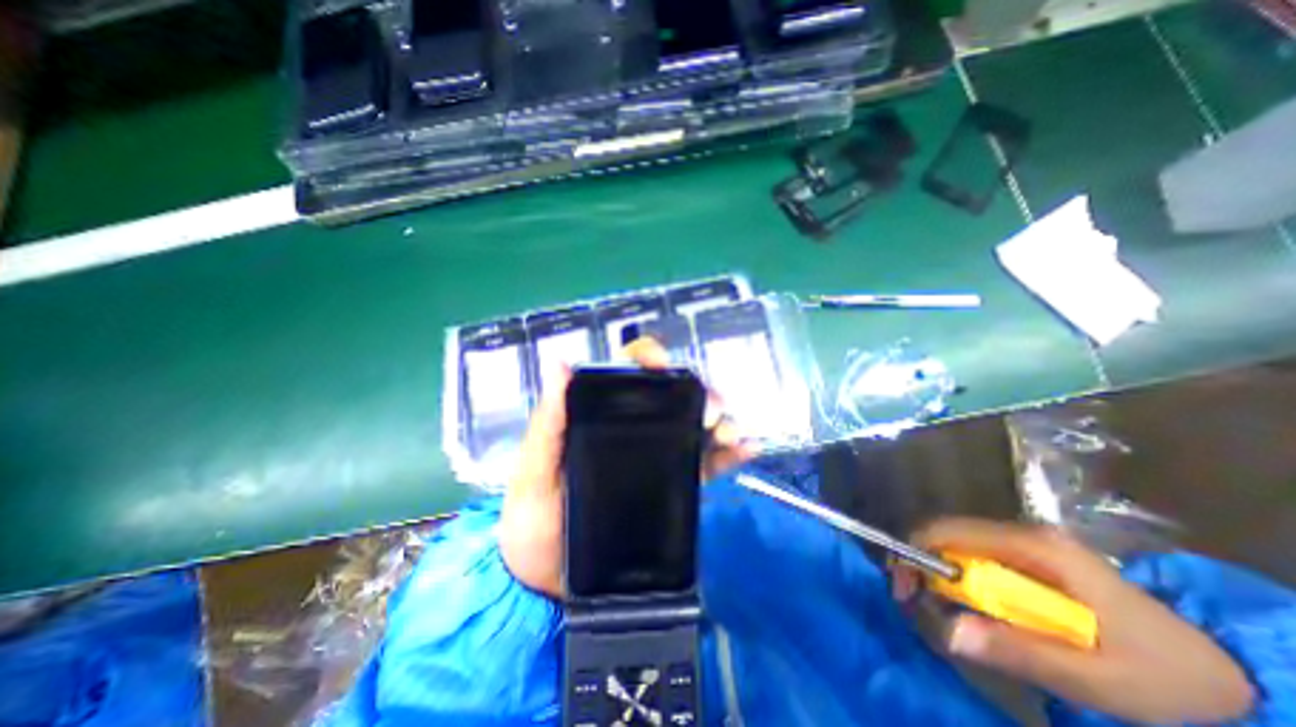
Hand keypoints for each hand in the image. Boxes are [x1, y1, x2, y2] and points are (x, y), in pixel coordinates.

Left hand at [500, 338, 755, 598]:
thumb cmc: (532, 517)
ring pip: (696, 425)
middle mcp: (634, 427)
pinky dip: (729, 454)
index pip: (630, 371)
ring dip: (720, 421)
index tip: (664, 366)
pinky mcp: (673, 485)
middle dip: (700, 392)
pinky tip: (747, 449)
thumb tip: (561, 364)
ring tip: (731, 433)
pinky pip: (706, 463)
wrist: (546, 582)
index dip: (650, 358)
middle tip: (712, 410)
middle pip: (674, 394)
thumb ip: (548, 423)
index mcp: (601, 413)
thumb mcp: (534, 469)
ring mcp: (657, 455)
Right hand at [899, 520, 1251, 722]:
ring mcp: (1027, 544)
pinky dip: (960, 580)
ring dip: (939, 574)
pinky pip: (977, 559)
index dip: (917, 553)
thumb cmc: (1165, 676)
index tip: (904, 588)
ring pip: (958, 546)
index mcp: (1035, 547)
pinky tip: (970, 608)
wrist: (1229, 676)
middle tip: (915, 602)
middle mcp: (1023, 534)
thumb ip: (1021, 652)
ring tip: (940, 610)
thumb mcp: (1100, 679)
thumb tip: (946, 631)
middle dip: (922, 564)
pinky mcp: (1031, 559)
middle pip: (948, 535)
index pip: (950, 532)